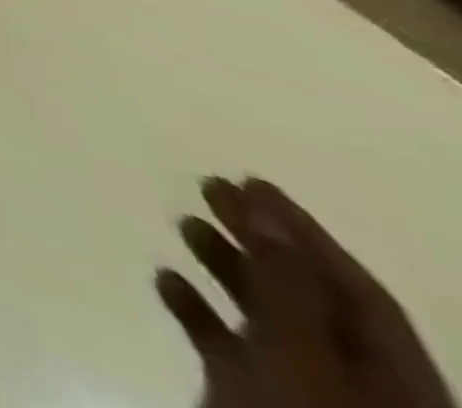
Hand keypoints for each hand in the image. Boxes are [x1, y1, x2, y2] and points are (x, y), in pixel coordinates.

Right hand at [157, 177, 453, 407]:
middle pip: (312, 300)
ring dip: (225, 267)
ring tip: (183, 224)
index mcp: (399, 385)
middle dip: (259, 241)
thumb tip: (266, 211)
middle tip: (208, 187)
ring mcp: (307, 398)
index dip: (305, 232)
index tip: (250, 180)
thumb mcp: (299, 356)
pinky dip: (200, 311)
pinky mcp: (257, 406)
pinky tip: (167, 282)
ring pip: (269, 320)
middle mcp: (360, 388)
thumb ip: (286, 284)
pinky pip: (232, 349)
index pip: (359, 292)